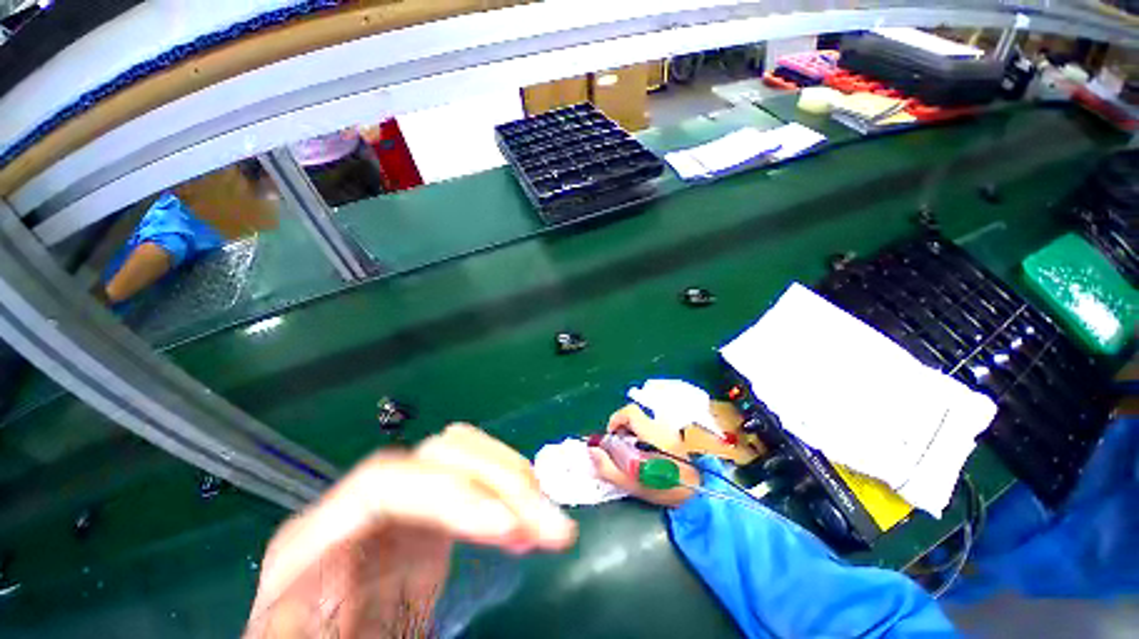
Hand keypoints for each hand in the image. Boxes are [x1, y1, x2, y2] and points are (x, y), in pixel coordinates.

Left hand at [243, 424, 575, 638]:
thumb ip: (315, 630)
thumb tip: (350, 617)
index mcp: (319, 535)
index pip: (384, 482)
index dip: (450, 492)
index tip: (505, 527)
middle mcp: (367, 505)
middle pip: (439, 456)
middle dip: (500, 481)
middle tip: (547, 523)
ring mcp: (404, 504)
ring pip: (466, 456)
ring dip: (514, 479)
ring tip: (548, 520)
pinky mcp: (431, 517)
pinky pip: (478, 483)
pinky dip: (511, 494)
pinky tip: (530, 520)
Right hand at [588, 404, 700, 507]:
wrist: (699, 495)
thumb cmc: (665, 488)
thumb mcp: (632, 483)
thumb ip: (608, 467)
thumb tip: (592, 450)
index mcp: (651, 433)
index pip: (630, 412)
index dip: (616, 419)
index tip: (611, 435)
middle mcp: (660, 426)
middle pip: (635, 416)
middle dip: (622, 427)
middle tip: (618, 446)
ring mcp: (669, 430)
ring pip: (643, 422)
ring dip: (632, 433)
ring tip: (630, 453)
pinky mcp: (674, 436)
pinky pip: (652, 428)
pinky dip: (642, 436)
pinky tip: (644, 454)